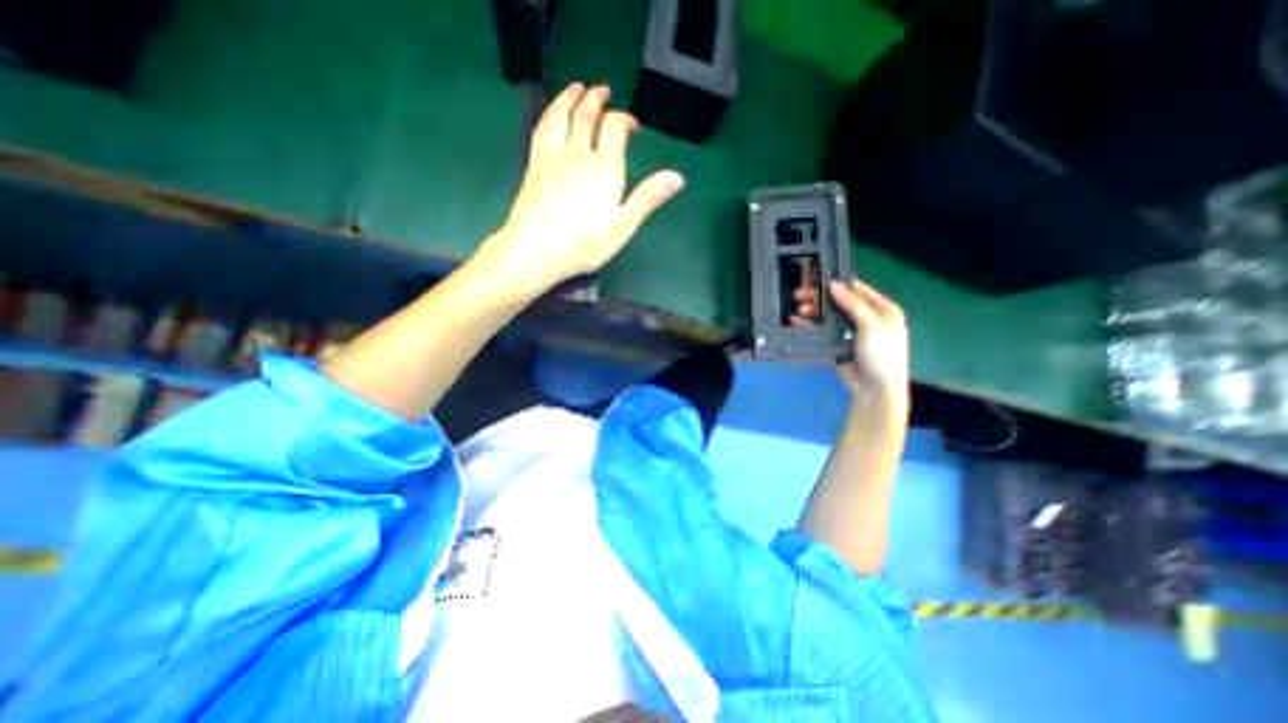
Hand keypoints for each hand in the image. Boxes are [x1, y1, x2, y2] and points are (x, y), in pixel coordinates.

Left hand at [477, 83, 689, 300]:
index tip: (632, 125)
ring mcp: (552, 158)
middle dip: (595, 99)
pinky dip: (549, 115)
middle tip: (602, 91)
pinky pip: (541, 130)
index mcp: (605, 167)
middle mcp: (578, 154)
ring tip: (575, 89)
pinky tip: (550, 116)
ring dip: (569, 98)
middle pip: (585, 115)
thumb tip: (678, 177)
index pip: (614, 127)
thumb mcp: (625, 224)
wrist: (537, 249)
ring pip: (560, 116)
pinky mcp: (534, 167)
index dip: (624, 119)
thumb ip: (649, 197)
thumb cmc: (586, 242)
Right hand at [790, 276, 908, 400]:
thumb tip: (833, 284)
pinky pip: (824, 331)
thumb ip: (852, 303)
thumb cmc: (881, 353)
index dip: (838, 284)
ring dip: (814, 312)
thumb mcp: (871, 325)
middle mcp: (868, 318)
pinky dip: (812, 326)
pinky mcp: (840, 344)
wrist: (875, 388)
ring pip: (830, 316)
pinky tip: (798, 323)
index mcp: (883, 309)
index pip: (858, 289)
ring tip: (798, 310)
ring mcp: (852, 332)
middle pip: (840, 302)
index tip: (816, 280)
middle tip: (799, 296)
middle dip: (820, 299)